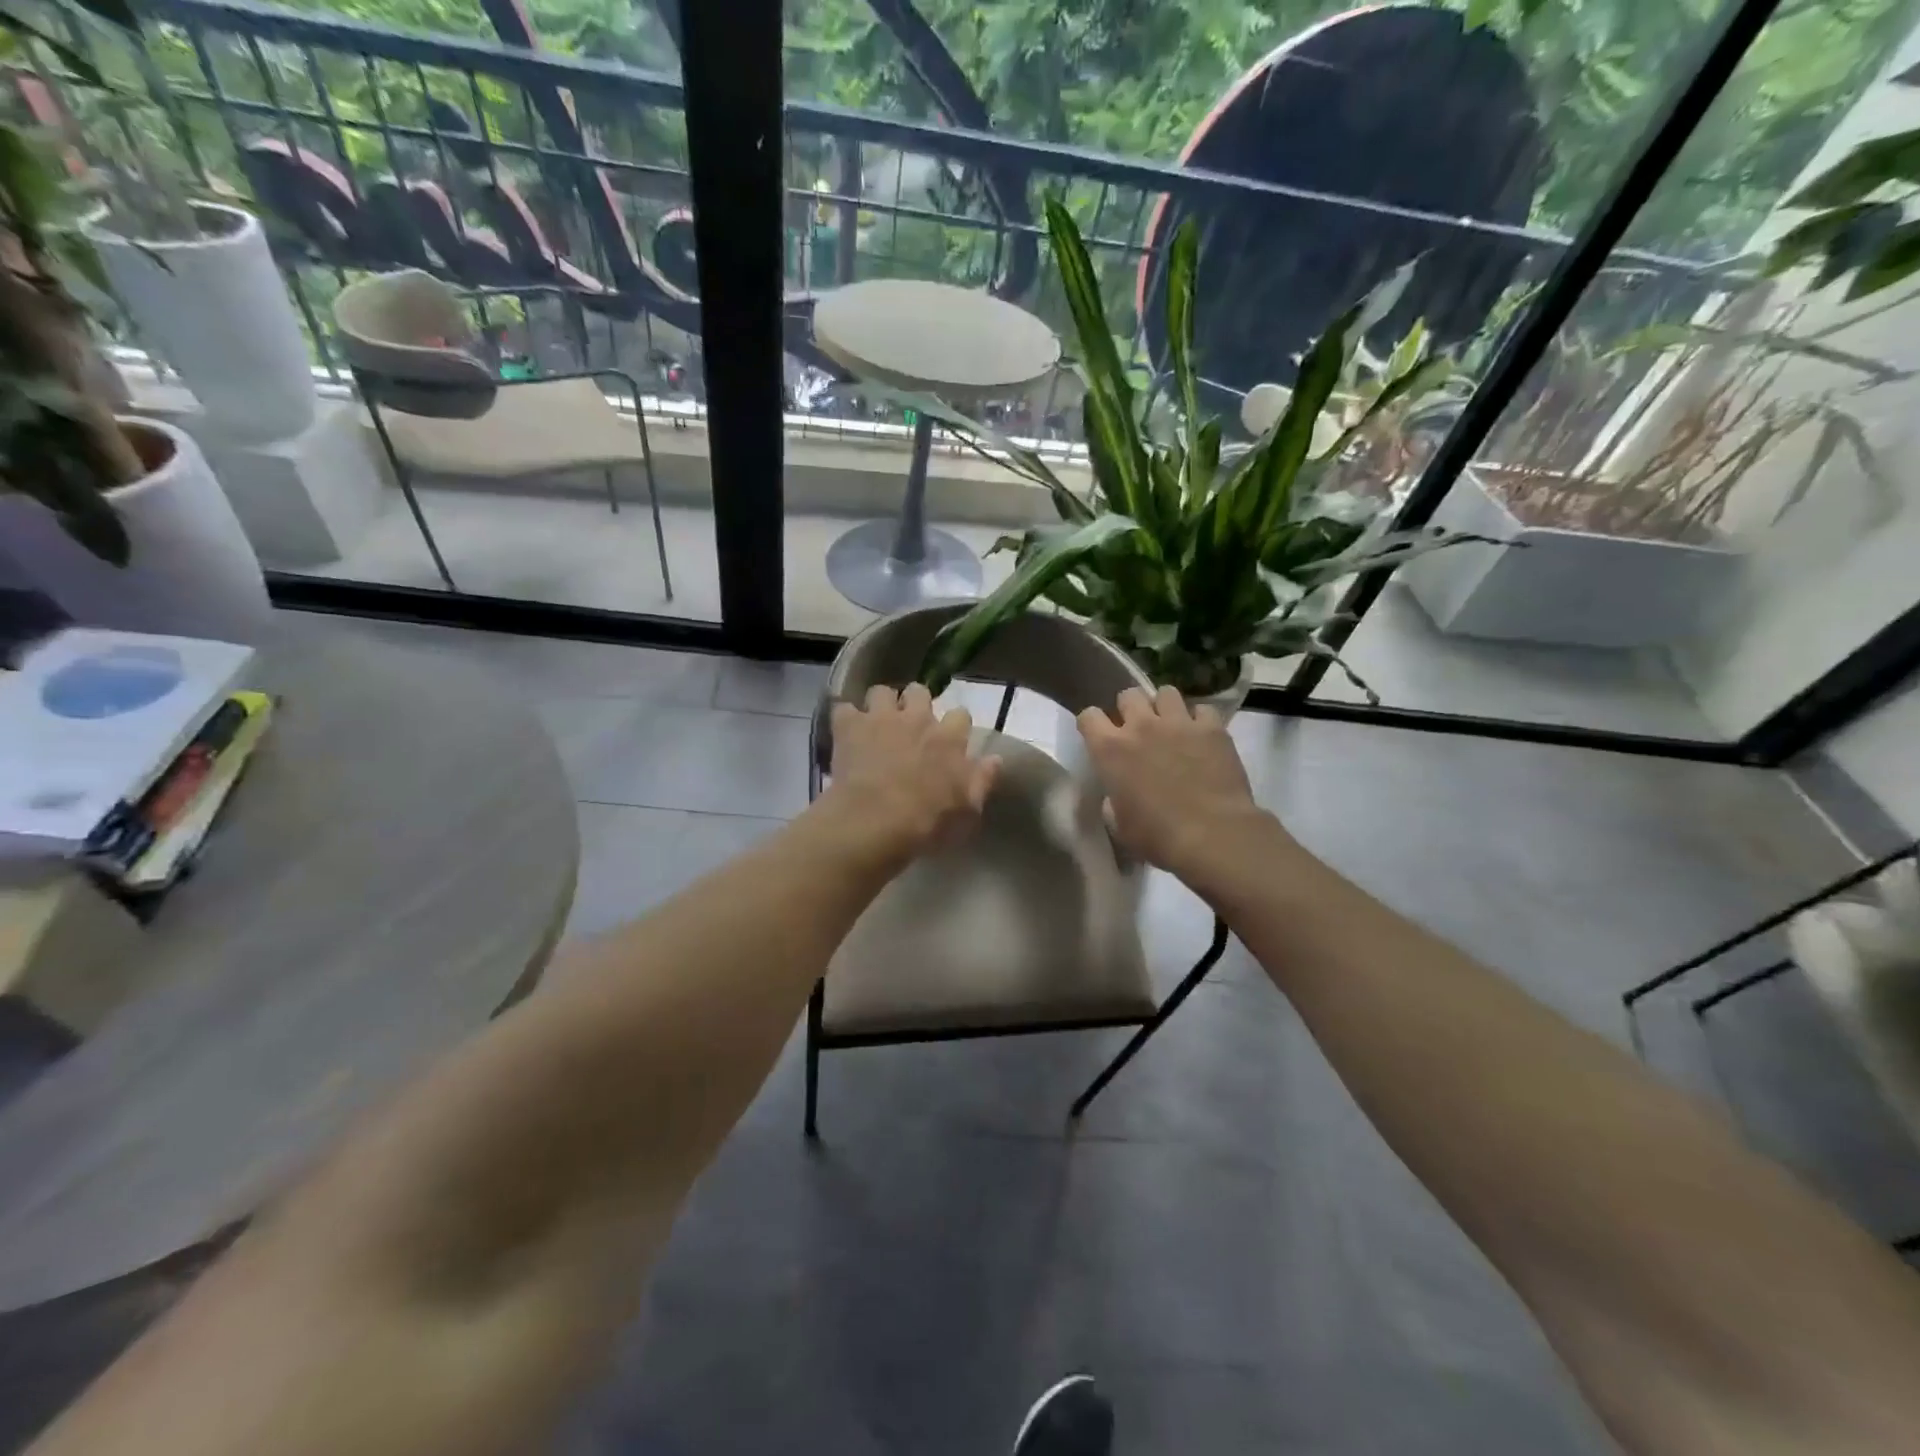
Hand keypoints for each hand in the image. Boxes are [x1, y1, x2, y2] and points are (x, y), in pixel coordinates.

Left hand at [829, 684, 998, 860]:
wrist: (875, 821)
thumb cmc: (927, 821)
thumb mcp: (967, 808)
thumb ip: (982, 780)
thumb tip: (996, 759)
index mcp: (948, 738)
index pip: (960, 714)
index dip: (954, 725)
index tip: (949, 739)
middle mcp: (917, 718)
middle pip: (919, 691)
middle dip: (915, 703)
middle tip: (909, 725)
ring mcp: (880, 718)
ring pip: (881, 691)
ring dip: (879, 705)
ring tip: (875, 723)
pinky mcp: (849, 726)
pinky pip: (844, 708)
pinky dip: (845, 720)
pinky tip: (845, 734)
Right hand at [1077, 686, 1274, 882]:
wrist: (1212, 834)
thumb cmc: (1157, 836)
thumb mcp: (1119, 825)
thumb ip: (1112, 801)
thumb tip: (1116, 796)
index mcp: (1110, 749)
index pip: (1088, 716)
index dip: (1092, 724)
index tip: (1099, 736)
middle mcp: (1141, 726)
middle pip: (1128, 694)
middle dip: (1131, 708)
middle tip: (1139, 729)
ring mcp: (1178, 722)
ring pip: (1166, 692)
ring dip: (1165, 707)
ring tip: (1172, 725)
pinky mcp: (1212, 728)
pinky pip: (1202, 710)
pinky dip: (1200, 720)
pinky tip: (1203, 736)